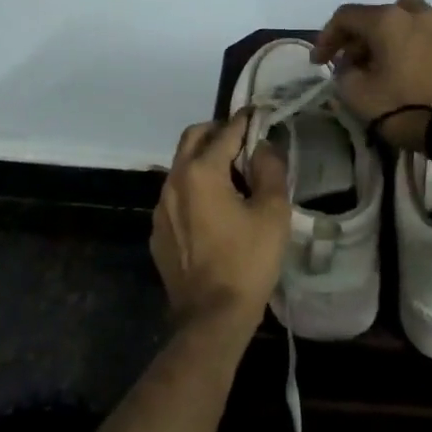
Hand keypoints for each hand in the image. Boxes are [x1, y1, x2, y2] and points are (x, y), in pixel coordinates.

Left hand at [151, 111, 288, 336]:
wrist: (211, 318)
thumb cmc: (247, 261)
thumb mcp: (272, 213)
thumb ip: (270, 170)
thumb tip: (264, 145)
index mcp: (201, 171)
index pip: (225, 132)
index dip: (245, 121)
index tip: (259, 114)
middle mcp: (174, 180)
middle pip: (193, 138)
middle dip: (217, 132)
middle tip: (242, 140)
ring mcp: (161, 207)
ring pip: (181, 166)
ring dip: (204, 160)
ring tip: (232, 175)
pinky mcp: (158, 231)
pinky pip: (176, 196)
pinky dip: (194, 188)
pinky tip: (214, 209)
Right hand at [312, 0, 431, 150]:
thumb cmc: (407, 109)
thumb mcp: (358, 97)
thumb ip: (344, 74)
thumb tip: (349, 66)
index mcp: (386, 21)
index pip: (345, 17)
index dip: (326, 37)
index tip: (319, 63)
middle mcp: (415, 13)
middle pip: (377, 15)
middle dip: (359, 37)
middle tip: (351, 64)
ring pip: (410, 14)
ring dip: (393, 30)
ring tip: (389, 54)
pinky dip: (425, 33)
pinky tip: (423, 49)